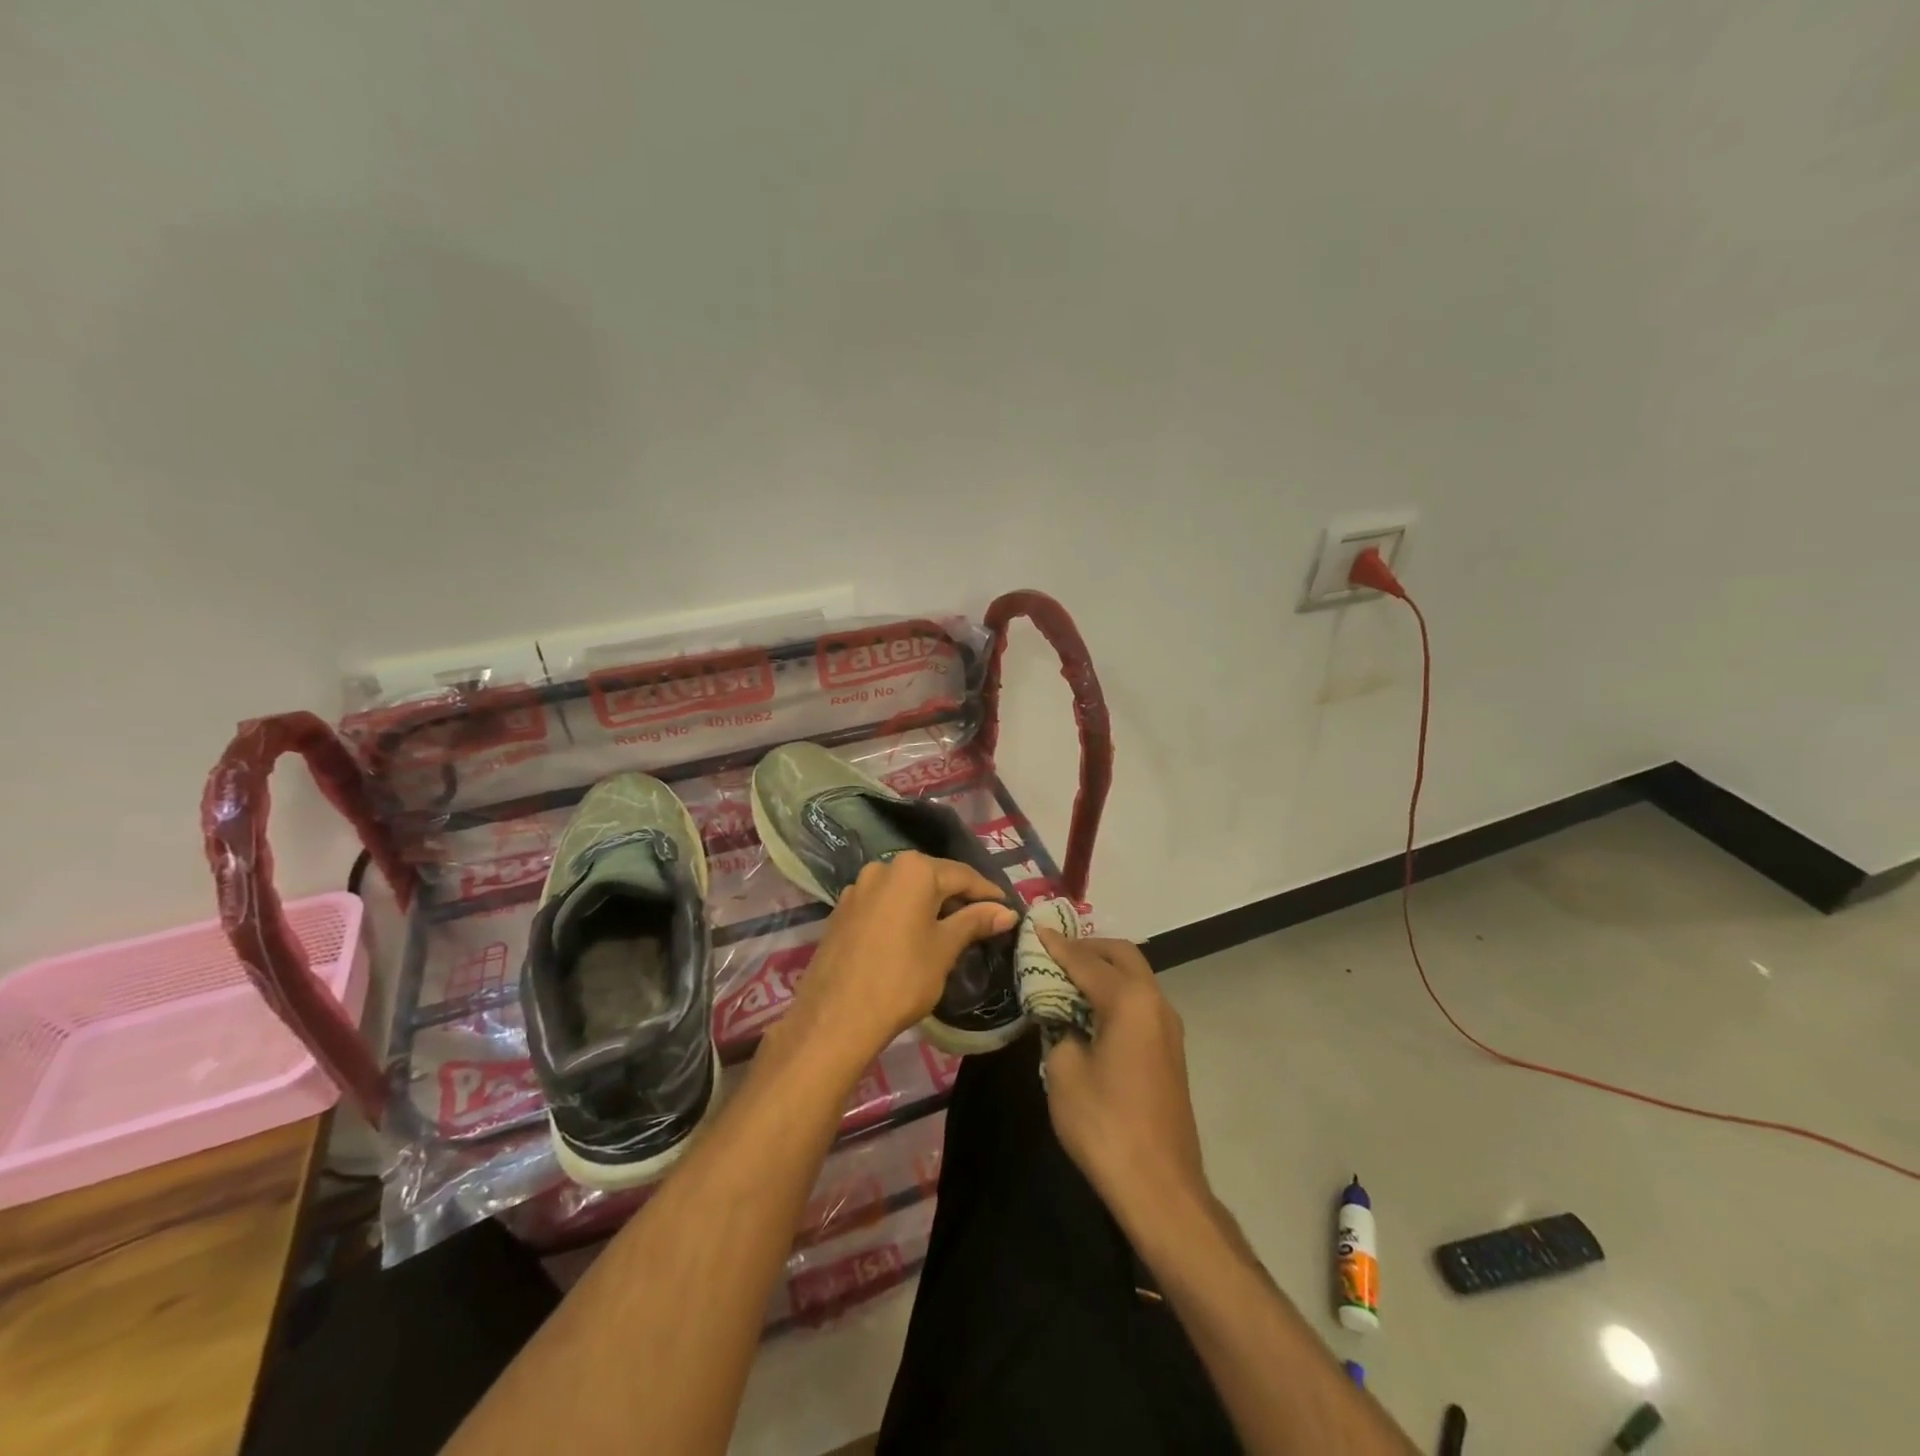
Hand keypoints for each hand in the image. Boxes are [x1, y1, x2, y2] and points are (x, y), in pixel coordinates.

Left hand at [782, 852, 1017, 1066]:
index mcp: (913, 869)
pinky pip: (883, 903)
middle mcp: (883, 867)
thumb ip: (975, 922)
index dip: (987, 892)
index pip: (962, 874)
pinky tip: (912, 935)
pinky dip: (903, 913)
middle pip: (931, 877)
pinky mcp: (842, 910)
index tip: (1006, 908)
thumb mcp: (945, 948)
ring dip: (929, 904)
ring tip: (950, 928)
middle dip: (957, 896)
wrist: (836, 1017)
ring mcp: (858, 887)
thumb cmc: (901, 978)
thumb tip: (1006, 911)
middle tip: (983, 919)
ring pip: (905, 890)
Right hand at [1038, 931, 1208, 1228]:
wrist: (1160, 1186)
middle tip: (1053, 952)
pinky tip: (1089, 1009)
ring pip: (1135, 977)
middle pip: (1121, 955)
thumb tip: (1061, 1016)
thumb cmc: (1105, 1124)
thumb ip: (1058, 1028)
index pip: (1086, 960)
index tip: (1034, 929)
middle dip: (1088, 947)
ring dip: (1103, 969)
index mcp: (1129, 1000)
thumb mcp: (1064, 1071)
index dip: (1057, 945)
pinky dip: (1115, 992)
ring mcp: (1167, 1026)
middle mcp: (1155, 1002)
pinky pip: (1139, 1001)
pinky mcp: (1169, 1049)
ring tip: (1066, 977)